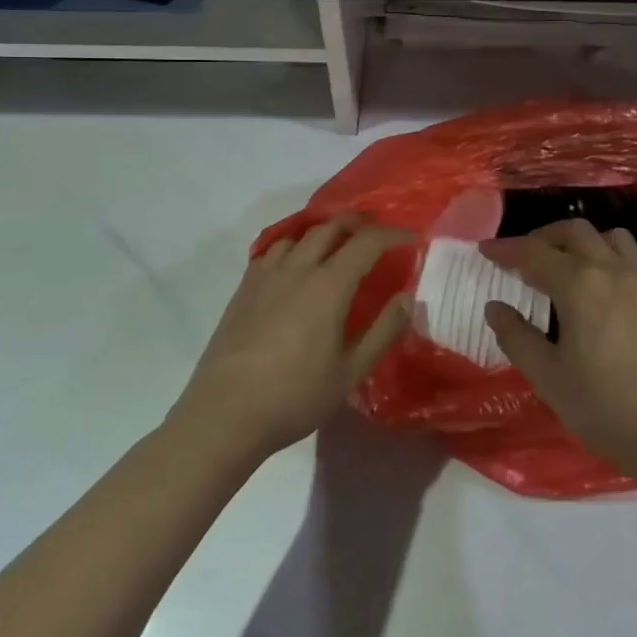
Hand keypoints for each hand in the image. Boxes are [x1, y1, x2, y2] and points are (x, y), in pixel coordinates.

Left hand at [174, 216, 412, 460]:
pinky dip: (294, 246)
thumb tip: (406, 296)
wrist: (224, 413)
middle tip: (377, 233)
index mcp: (328, 286)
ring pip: (300, 234)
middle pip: (331, 226)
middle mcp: (297, 268)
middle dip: (359, 223)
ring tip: (337, 245)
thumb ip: (383, 330)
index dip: (393, 234)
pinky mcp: (244, 288)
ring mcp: (266, 275)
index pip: (367, 242)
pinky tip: (295, 266)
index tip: (411, 237)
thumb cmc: (295, 396)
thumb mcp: (351, 371)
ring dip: (325, 232)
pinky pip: (273, 250)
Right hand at [482, 220, 636, 475]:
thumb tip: (494, 306)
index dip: (505, 249)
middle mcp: (612, 268)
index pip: (533, 253)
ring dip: (585, 242)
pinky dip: (621, 257)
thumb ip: (516, 336)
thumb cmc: (605, 408)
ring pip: (611, 236)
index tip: (485, 250)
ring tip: (571, 266)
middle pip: (574, 231)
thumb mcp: (548, 377)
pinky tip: (616, 281)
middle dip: (544, 237)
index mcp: (578, 285)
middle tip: (525, 259)